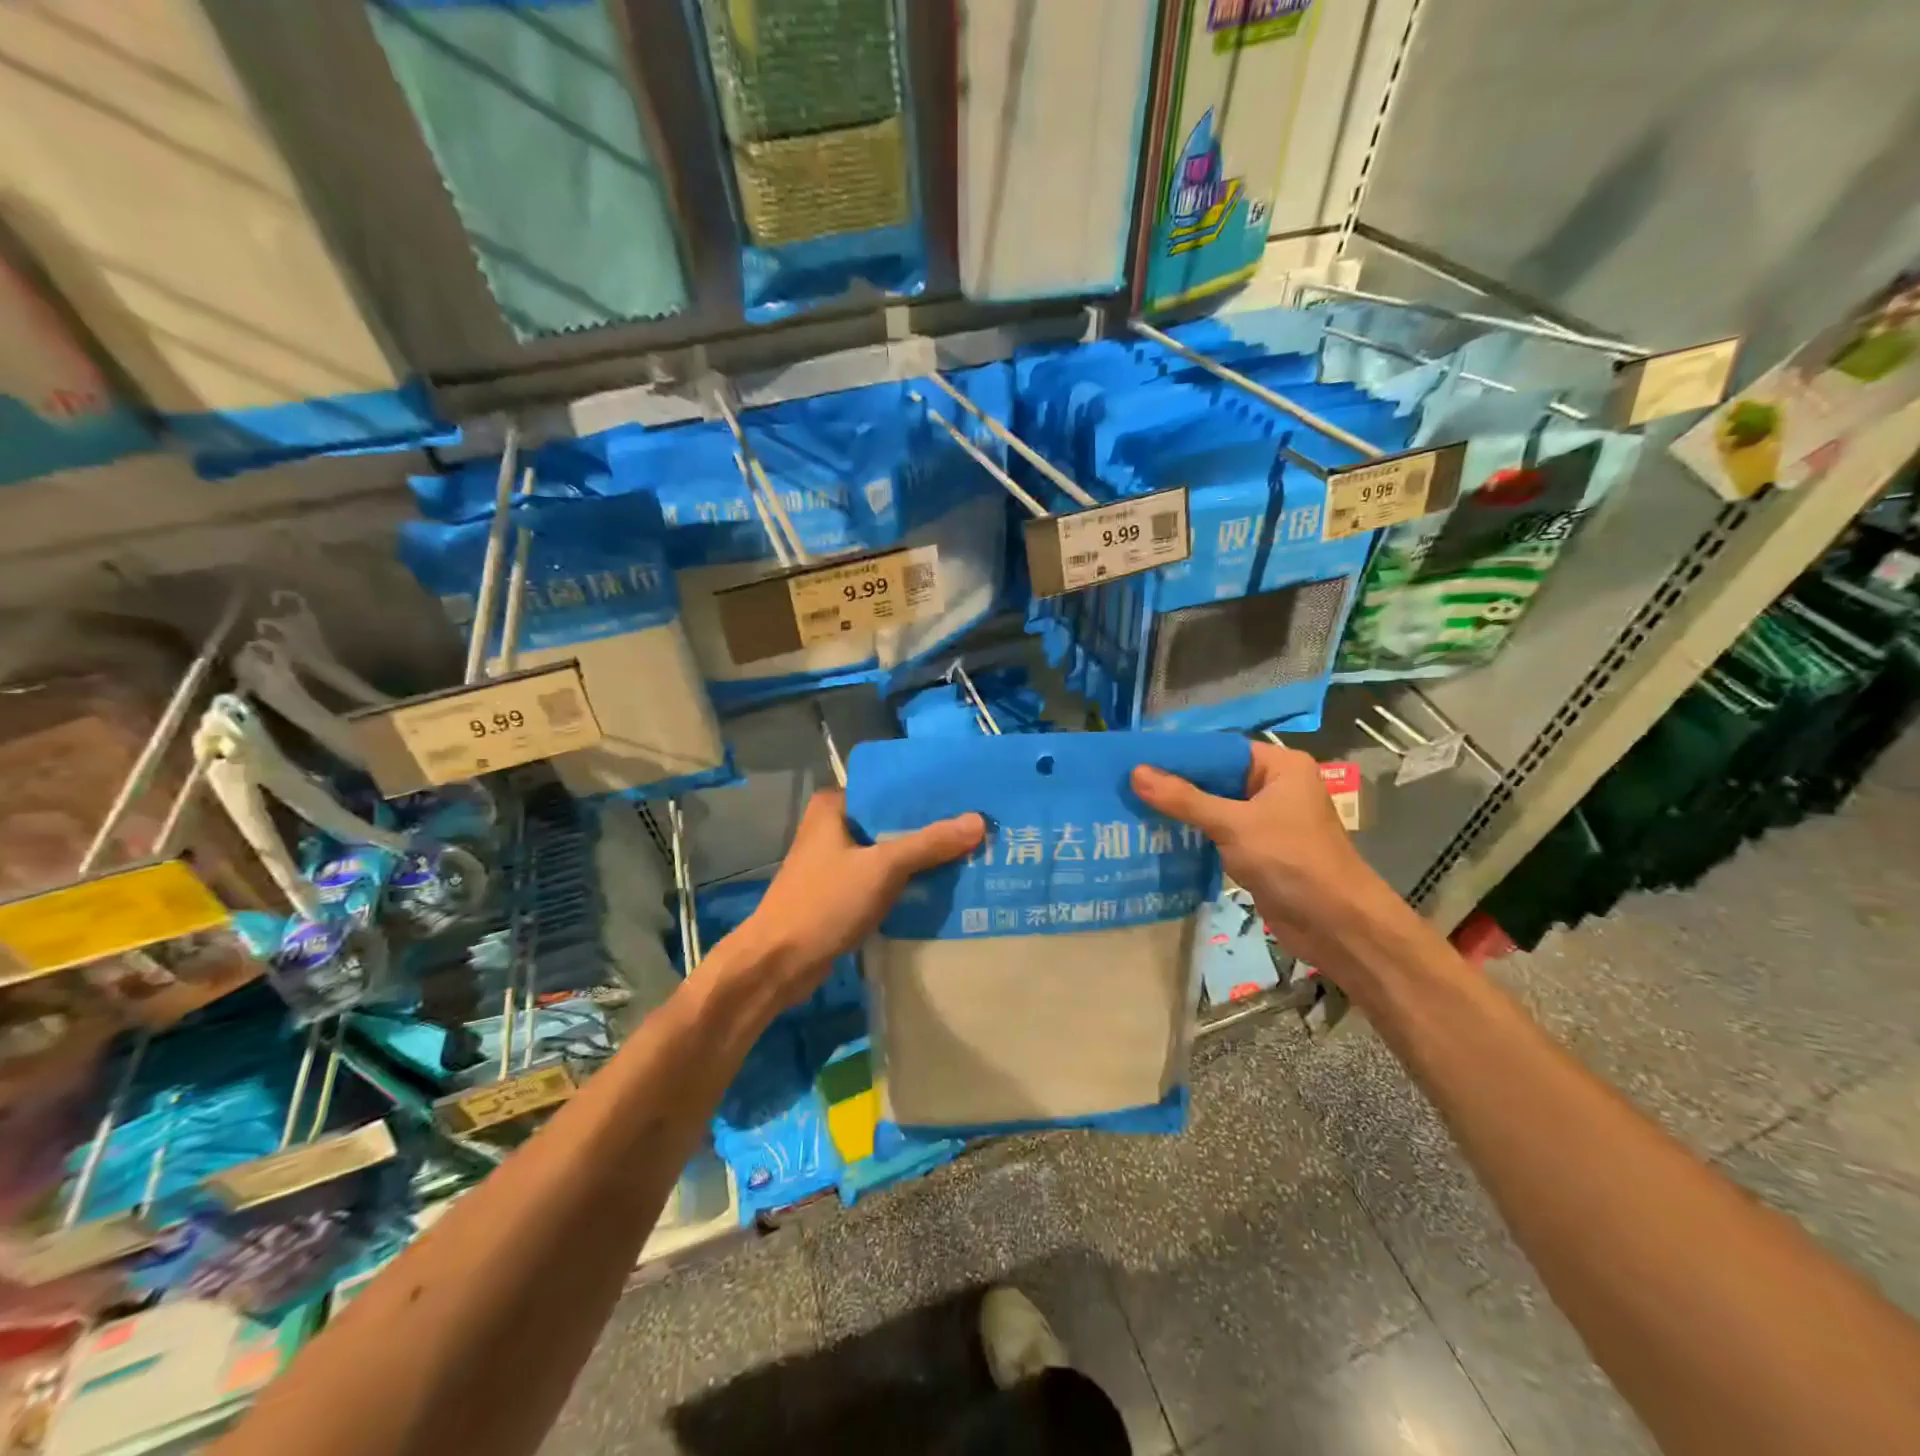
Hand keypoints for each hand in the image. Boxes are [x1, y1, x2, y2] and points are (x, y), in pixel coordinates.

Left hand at [730, 790, 984, 1009]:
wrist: (779, 964)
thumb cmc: (825, 903)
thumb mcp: (882, 868)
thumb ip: (929, 843)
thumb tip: (979, 821)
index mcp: (834, 806)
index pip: (889, 788)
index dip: (927, 793)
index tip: (968, 795)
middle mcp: (834, 827)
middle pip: (892, 821)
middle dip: (931, 828)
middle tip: (978, 827)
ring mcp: (837, 862)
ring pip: (890, 852)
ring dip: (922, 857)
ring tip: (971, 853)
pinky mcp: (842, 892)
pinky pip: (884, 878)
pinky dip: (908, 882)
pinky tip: (944, 886)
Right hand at [1131, 743, 1399, 969]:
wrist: (1337, 925)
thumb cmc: (1292, 861)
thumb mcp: (1234, 824)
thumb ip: (1184, 799)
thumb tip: (1135, 772)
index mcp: (1279, 766)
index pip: (1220, 749)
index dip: (1179, 754)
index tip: (1136, 757)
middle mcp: (1274, 787)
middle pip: (1215, 777)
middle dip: (1174, 784)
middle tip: (1125, 785)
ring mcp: (1266, 820)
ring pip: (1214, 807)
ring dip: (1180, 811)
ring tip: (1131, 808)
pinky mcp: (1258, 850)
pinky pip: (1218, 833)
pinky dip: (1192, 834)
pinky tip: (1157, 836)